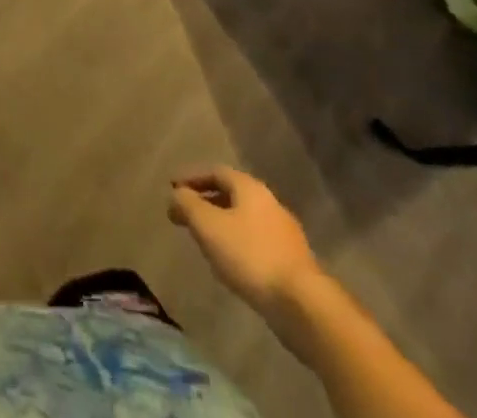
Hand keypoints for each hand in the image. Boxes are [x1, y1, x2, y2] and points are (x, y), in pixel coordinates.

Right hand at [169, 166, 322, 318]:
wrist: (303, 305)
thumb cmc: (250, 255)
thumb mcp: (208, 226)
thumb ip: (187, 205)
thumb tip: (176, 194)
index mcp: (250, 187)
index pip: (215, 171)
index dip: (191, 178)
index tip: (172, 188)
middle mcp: (269, 203)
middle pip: (231, 194)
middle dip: (206, 202)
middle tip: (185, 214)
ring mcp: (284, 234)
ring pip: (244, 220)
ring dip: (221, 225)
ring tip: (203, 240)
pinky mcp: (292, 262)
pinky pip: (256, 243)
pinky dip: (237, 245)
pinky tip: (229, 264)